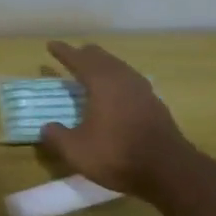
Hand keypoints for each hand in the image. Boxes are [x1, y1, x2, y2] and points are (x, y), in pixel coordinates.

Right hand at [39, 41, 208, 203]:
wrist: (169, 171)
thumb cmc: (117, 155)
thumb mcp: (75, 150)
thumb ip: (56, 136)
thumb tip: (46, 127)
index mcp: (102, 83)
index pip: (79, 60)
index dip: (63, 52)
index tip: (51, 44)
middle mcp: (123, 80)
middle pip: (102, 58)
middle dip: (86, 55)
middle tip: (74, 55)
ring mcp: (143, 91)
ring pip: (120, 68)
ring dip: (104, 66)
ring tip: (94, 70)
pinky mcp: (155, 105)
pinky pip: (131, 82)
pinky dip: (118, 79)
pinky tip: (117, 92)